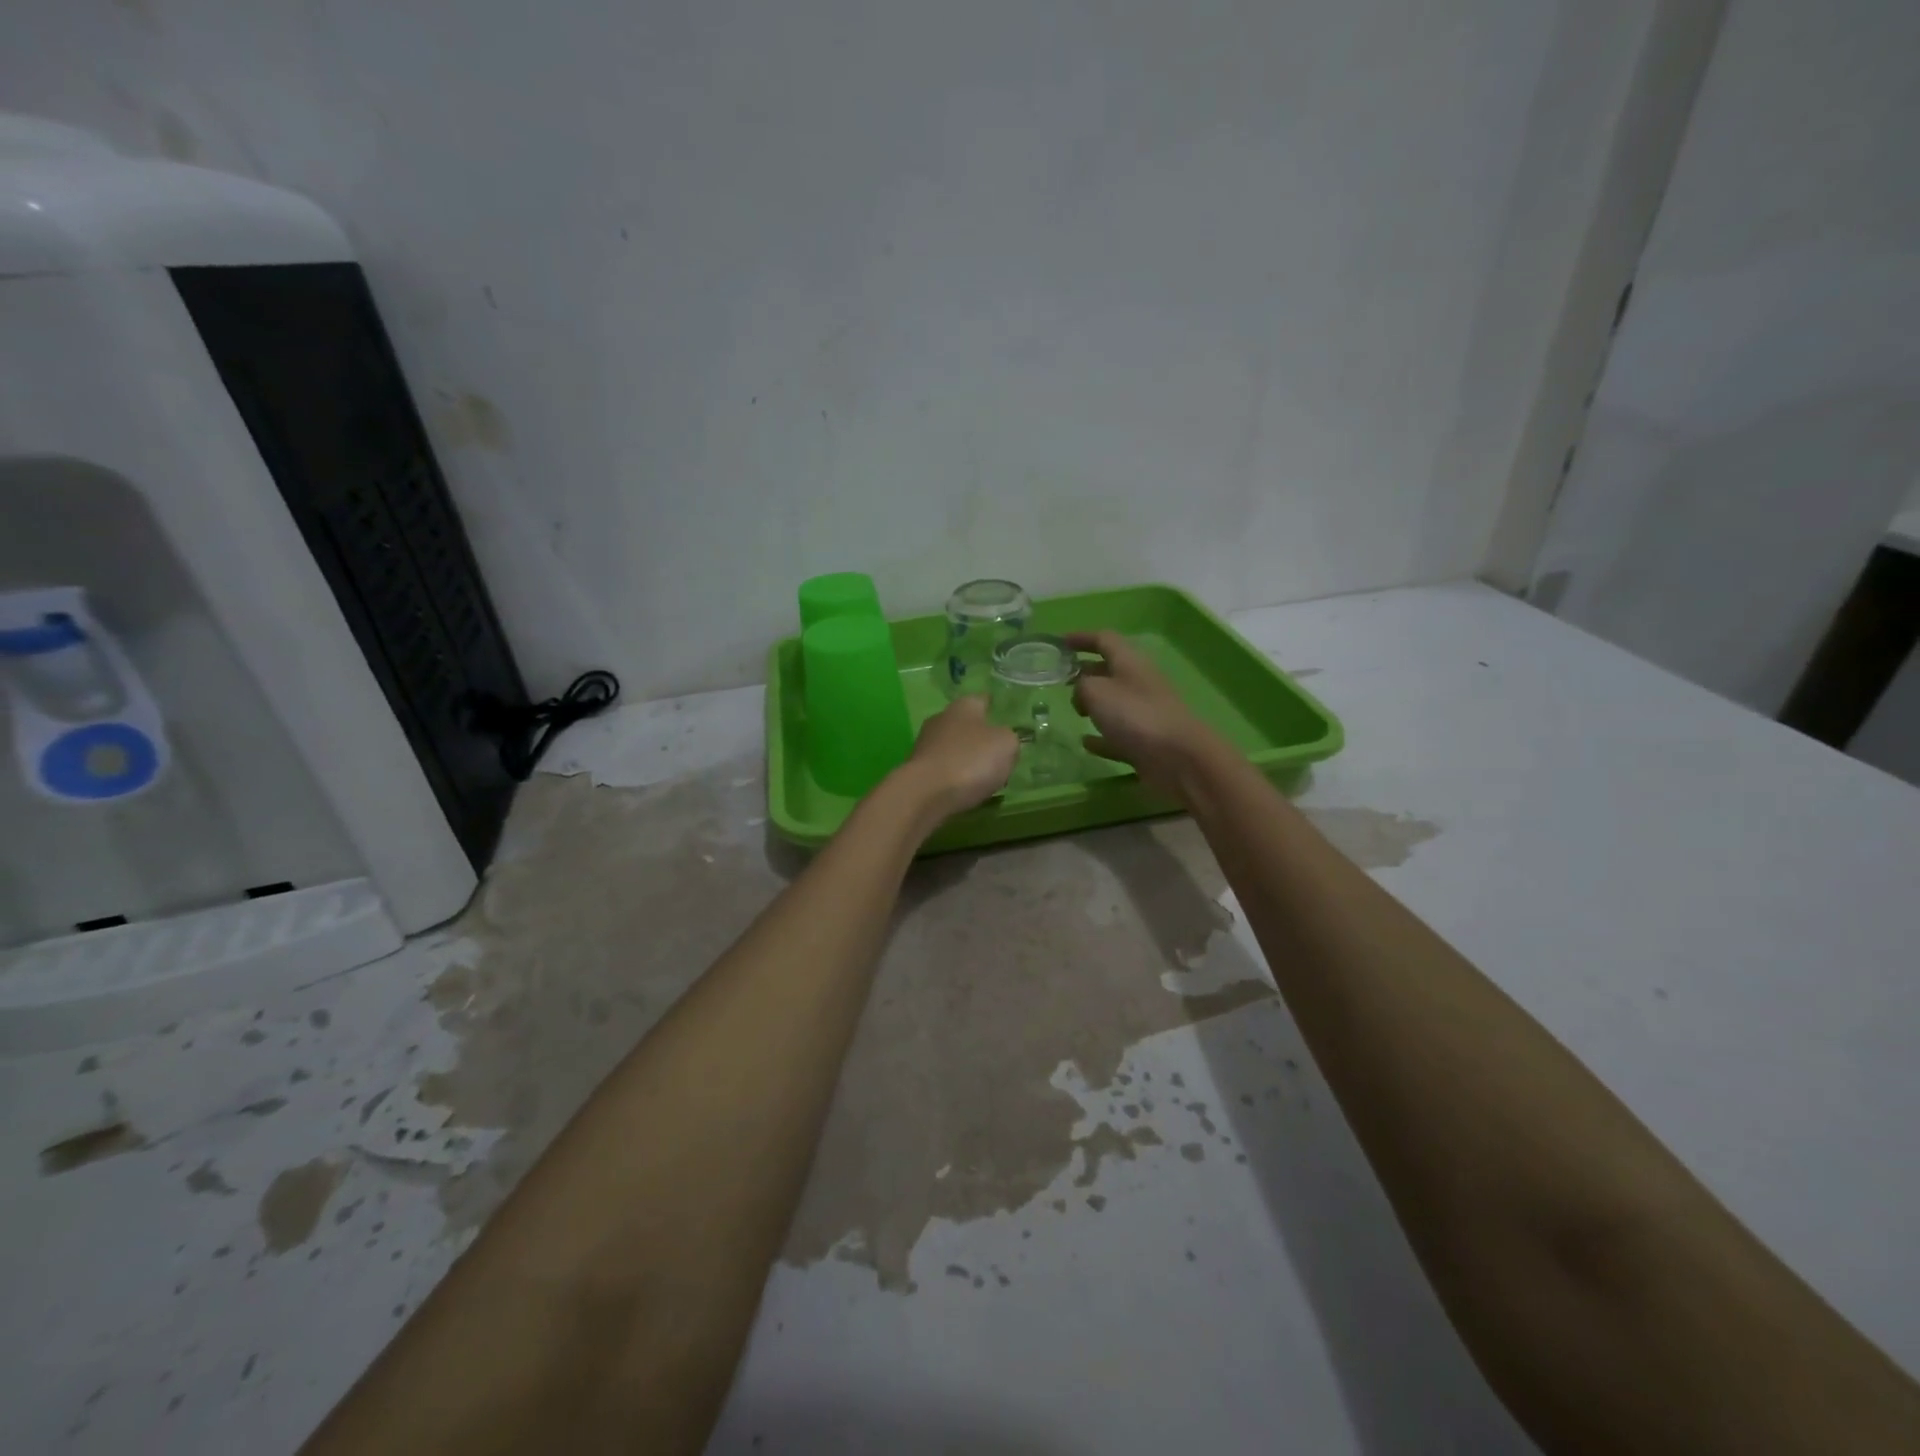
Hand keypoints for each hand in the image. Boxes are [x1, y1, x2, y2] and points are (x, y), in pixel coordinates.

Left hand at [896, 695, 1019, 818]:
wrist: (926, 793)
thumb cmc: (971, 760)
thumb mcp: (1006, 745)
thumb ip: (1009, 739)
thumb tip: (1002, 741)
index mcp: (964, 706)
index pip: (982, 699)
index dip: (995, 708)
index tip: (1004, 717)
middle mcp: (941, 718)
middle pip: (966, 724)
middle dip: (980, 736)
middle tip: (998, 752)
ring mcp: (925, 744)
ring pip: (953, 746)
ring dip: (966, 757)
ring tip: (984, 775)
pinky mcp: (917, 769)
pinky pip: (944, 768)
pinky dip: (954, 775)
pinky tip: (964, 788)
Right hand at [1065, 630, 1222, 799]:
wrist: (1178, 758)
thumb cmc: (1134, 715)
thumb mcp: (1096, 691)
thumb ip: (1081, 686)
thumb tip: (1082, 693)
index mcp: (1130, 662)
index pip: (1104, 640)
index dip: (1082, 639)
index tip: (1060, 643)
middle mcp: (1139, 683)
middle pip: (1110, 670)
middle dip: (1086, 672)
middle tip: (1063, 680)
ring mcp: (1145, 714)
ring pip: (1115, 702)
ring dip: (1095, 703)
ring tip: (1075, 710)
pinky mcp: (1146, 742)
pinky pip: (1119, 734)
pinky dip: (1102, 736)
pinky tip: (1086, 743)